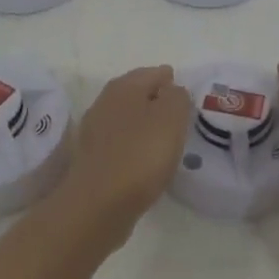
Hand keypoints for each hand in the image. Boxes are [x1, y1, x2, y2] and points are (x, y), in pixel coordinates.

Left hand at [59, 66, 192, 240]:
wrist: (98, 204)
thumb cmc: (140, 154)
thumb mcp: (171, 118)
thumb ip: (177, 97)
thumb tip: (172, 91)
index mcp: (124, 87)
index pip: (154, 73)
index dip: (172, 82)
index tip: (186, 97)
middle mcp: (105, 102)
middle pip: (137, 94)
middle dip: (157, 101)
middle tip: (179, 116)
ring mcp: (95, 131)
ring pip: (127, 119)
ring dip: (144, 125)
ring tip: (165, 139)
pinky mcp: (92, 159)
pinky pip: (120, 144)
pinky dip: (134, 146)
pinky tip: (145, 161)